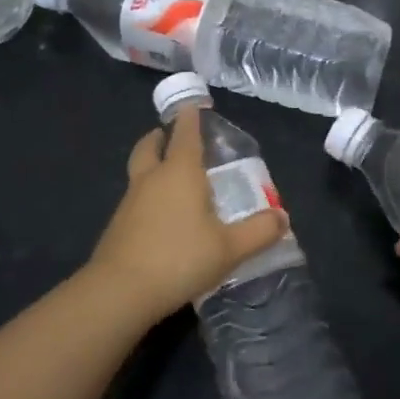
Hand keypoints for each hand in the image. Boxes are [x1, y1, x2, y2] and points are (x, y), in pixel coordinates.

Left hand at [86, 105, 287, 324]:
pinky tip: (159, 215)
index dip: (190, 119)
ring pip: (139, 171)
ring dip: (150, 165)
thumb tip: (282, 217)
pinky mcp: (117, 226)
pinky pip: (134, 198)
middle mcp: (152, 179)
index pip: (186, 135)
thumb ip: (258, 231)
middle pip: (150, 146)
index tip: (192, 106)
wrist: (120, 292)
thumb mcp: (229, 248)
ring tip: (168, 176)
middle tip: (168, 135)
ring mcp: (130, 202)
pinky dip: (146, 195)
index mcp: (180, 173)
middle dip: (159, 137)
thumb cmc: (180, 258)